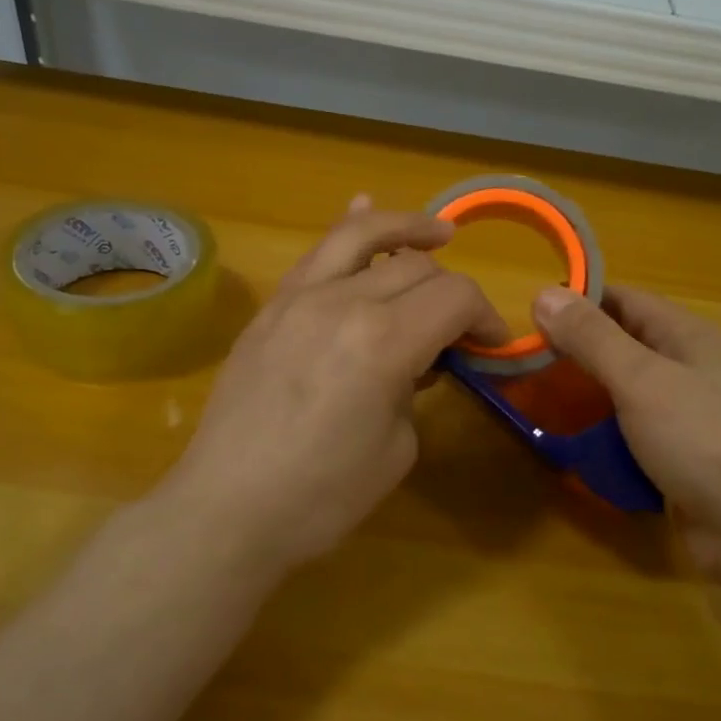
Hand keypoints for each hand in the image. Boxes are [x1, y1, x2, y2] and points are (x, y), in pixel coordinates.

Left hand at [162, 198, 505, 573]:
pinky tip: (362, 209)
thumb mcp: (397, 449)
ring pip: (361, 236)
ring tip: (438, 233)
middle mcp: (342, 302)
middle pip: (416, 267)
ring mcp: (298, 298)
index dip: (485, 316)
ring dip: (406, 228)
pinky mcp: (270, 309)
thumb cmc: (322, 496)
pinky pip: (315, 254)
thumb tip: (414, 362)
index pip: (454, 297)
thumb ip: (414, 389)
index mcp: (383, 342)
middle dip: (451, 290)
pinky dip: (349, 231)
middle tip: (460, 327)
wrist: (227, 510)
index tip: (492, 344)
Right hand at [532, 283, 720, 578]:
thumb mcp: (641, 380)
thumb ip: (592, 337)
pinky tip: (573, 448)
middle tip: (524, 365)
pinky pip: (632, 436)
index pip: (624, 299)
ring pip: (624, 394)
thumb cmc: (702, 440)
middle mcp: (689, 368)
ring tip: (538, 406)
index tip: (528, 316)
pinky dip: (604, 438)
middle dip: (576, 353)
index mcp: (686, 336)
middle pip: (623, 347)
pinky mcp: (681, 458)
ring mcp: (687, 417)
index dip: (578, 301)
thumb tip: (543, 293)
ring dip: (587, 398)